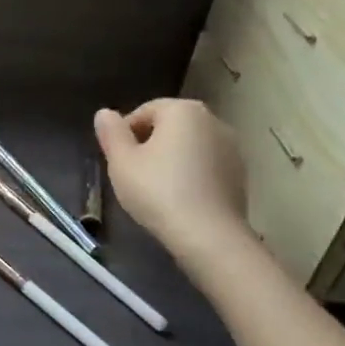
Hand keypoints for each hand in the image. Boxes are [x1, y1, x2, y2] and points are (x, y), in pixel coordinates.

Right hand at [94, 99, 250, 258]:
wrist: (208, 236)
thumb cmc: (158, 191)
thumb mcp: (121, 162)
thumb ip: (111, 133)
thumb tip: (104, 113)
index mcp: (183, 110)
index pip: (144, 112)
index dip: (125, 134)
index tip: (118, 160)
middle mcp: (212, 120)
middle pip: (170, 127)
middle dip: (150, 145)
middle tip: (134, 174)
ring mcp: (232, 147)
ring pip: (189, 147)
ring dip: (172, 160)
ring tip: (157, 189)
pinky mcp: (240, 174)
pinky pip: (206, 166)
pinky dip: (192, 175)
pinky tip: (181, 199)